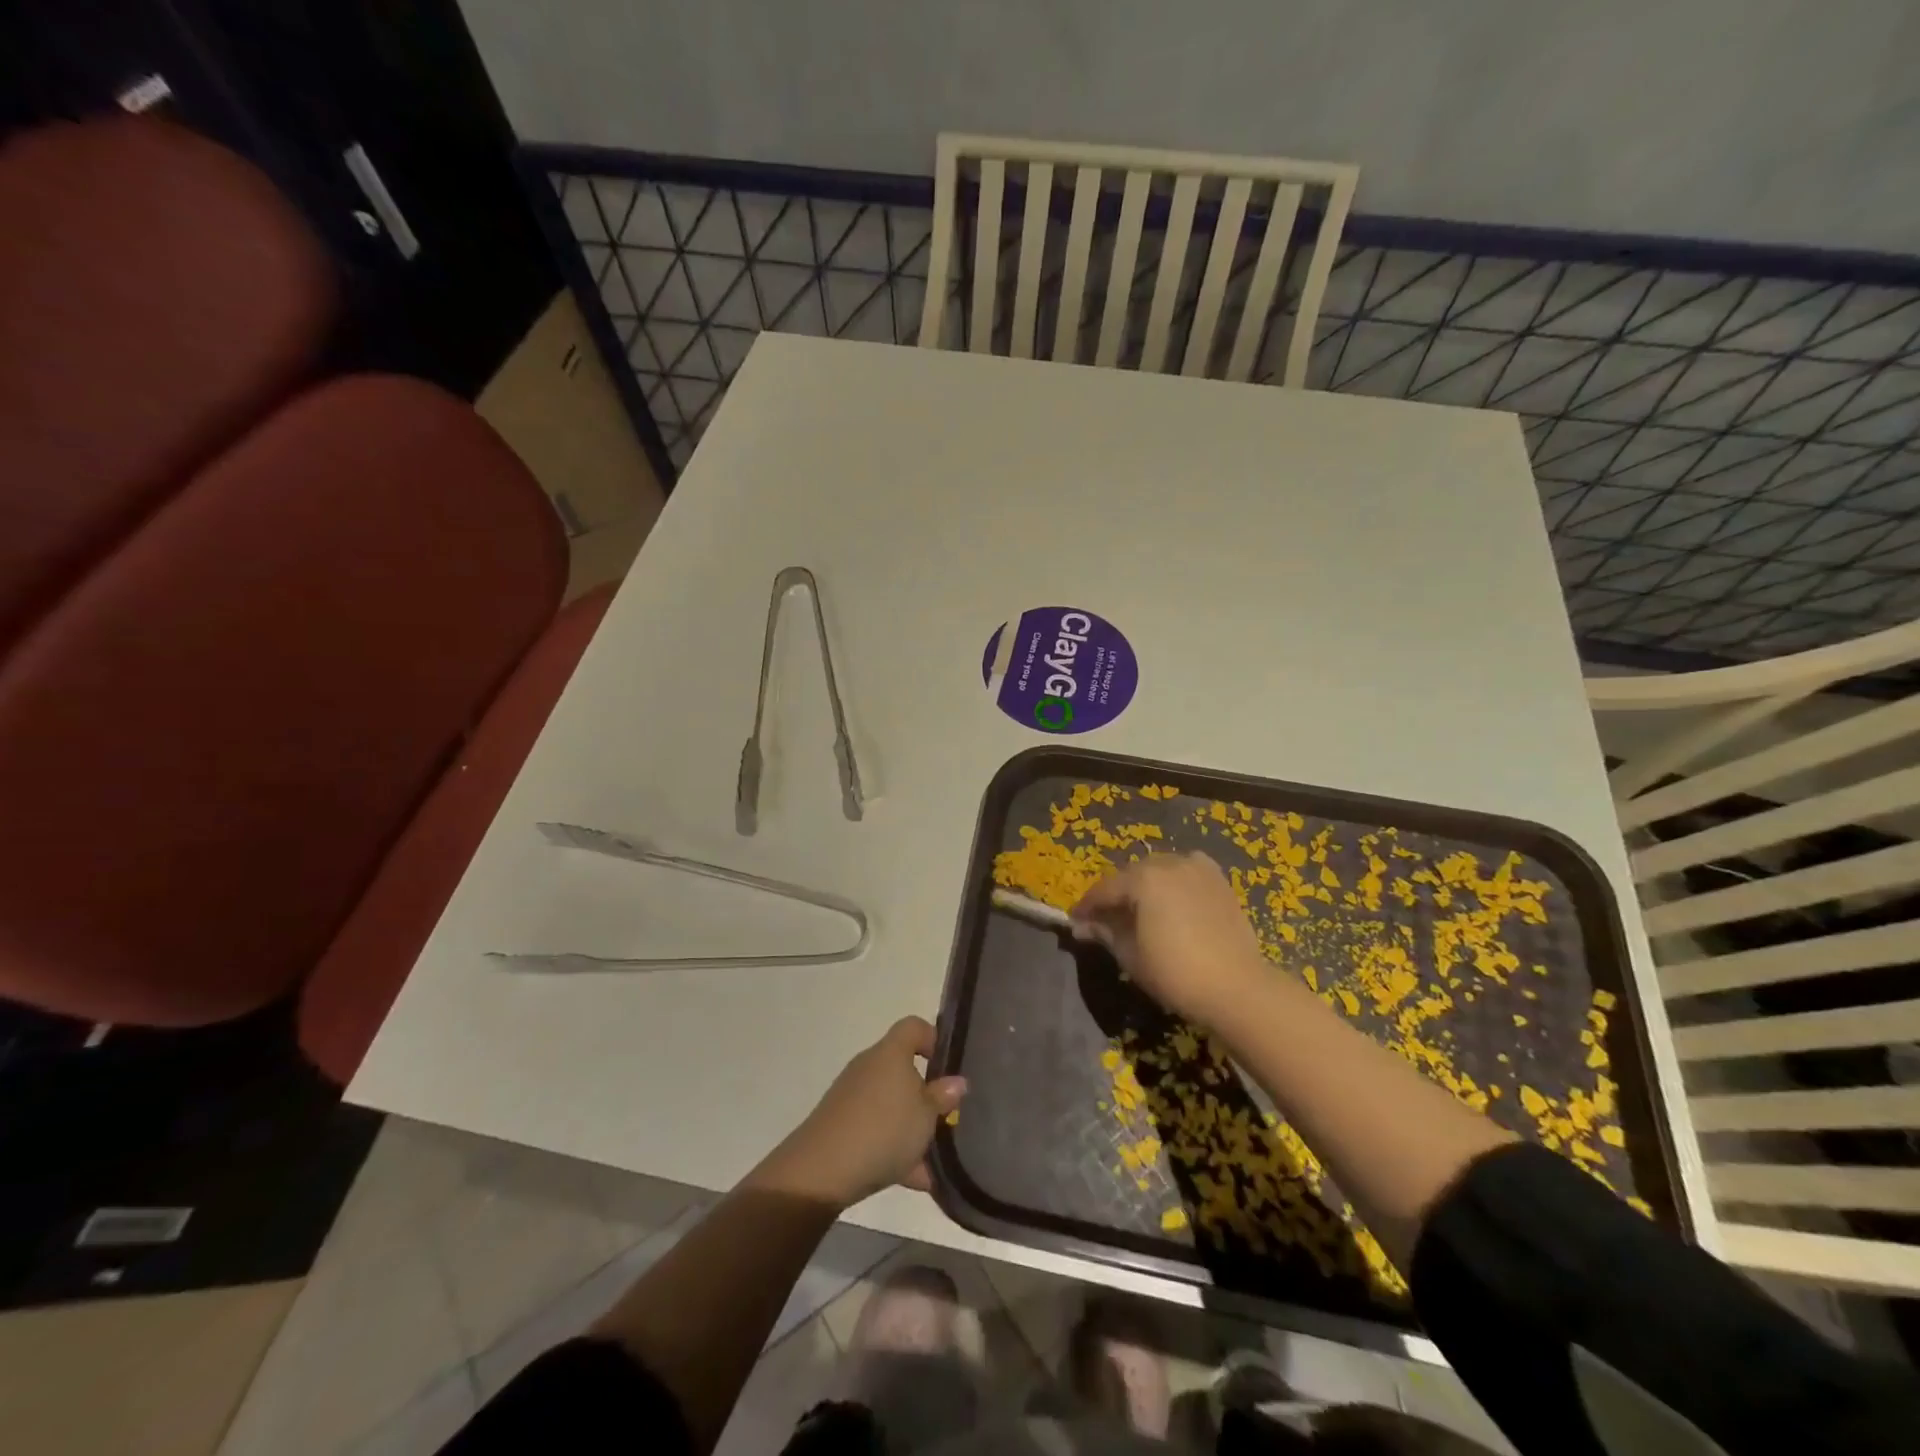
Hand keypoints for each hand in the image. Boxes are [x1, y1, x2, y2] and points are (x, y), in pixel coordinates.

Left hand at [766, 1016, 966, 1207]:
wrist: (822, 1169)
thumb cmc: (884, 1129)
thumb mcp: (926, 1115)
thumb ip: (943, 1097)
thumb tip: (957, 1082)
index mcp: (891, 1053)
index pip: (913, 1027)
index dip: (933, 1039)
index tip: (948, 1066)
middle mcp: (870, 1066)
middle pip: (903, 1070)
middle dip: (925, 1095)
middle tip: (945, 1118)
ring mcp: (852, 1096)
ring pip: (891, 1105)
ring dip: (911, 1129)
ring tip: (934, 1161)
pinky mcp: (841, 1124)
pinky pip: (876, 1130)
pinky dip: (894, 1150)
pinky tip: (915, 1180)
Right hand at [1071, 853, 1266, 1026]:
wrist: (1238, 988)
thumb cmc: (1176, 973)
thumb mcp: (1130, 955)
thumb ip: (1105, 932)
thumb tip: (1083, 926)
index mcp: (1143, 879)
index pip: (1105, 889)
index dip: (1087, 906)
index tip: (1075, 921)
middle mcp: (1169, 863)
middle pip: (1131, 875)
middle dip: (1116, 895)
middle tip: (1105, 919)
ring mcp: (1198, 869)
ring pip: (1159, 871)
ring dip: (1144, 887)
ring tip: (1138, 912)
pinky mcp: (1219, 881)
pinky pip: (1186, 873)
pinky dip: (1172, 883)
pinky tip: (1171, 901)